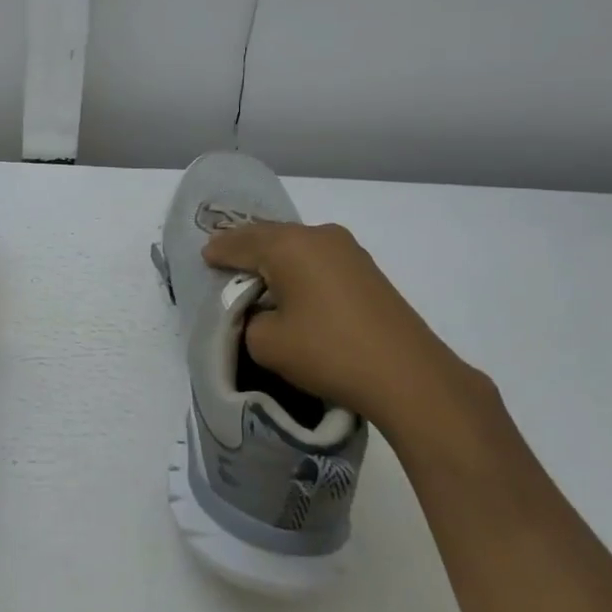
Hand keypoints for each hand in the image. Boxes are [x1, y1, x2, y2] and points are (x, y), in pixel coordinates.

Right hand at [203, 221, 494, 436]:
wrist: (408, 375)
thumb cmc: (328, 352)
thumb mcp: (266, 343)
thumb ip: (248, 319)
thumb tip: (261, 311)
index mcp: (288, 246)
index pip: (239, 242)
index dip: (218, 252)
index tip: (204, 259)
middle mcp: (318, 236)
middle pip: (269, 235)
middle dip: (244, 247)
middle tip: (223, 259)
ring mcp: (347, 250)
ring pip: (296, 245)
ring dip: (273, 256)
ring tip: (255, 273)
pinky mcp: (366, 269)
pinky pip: (317, 257)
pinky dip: (297, 266)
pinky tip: (291, 284)